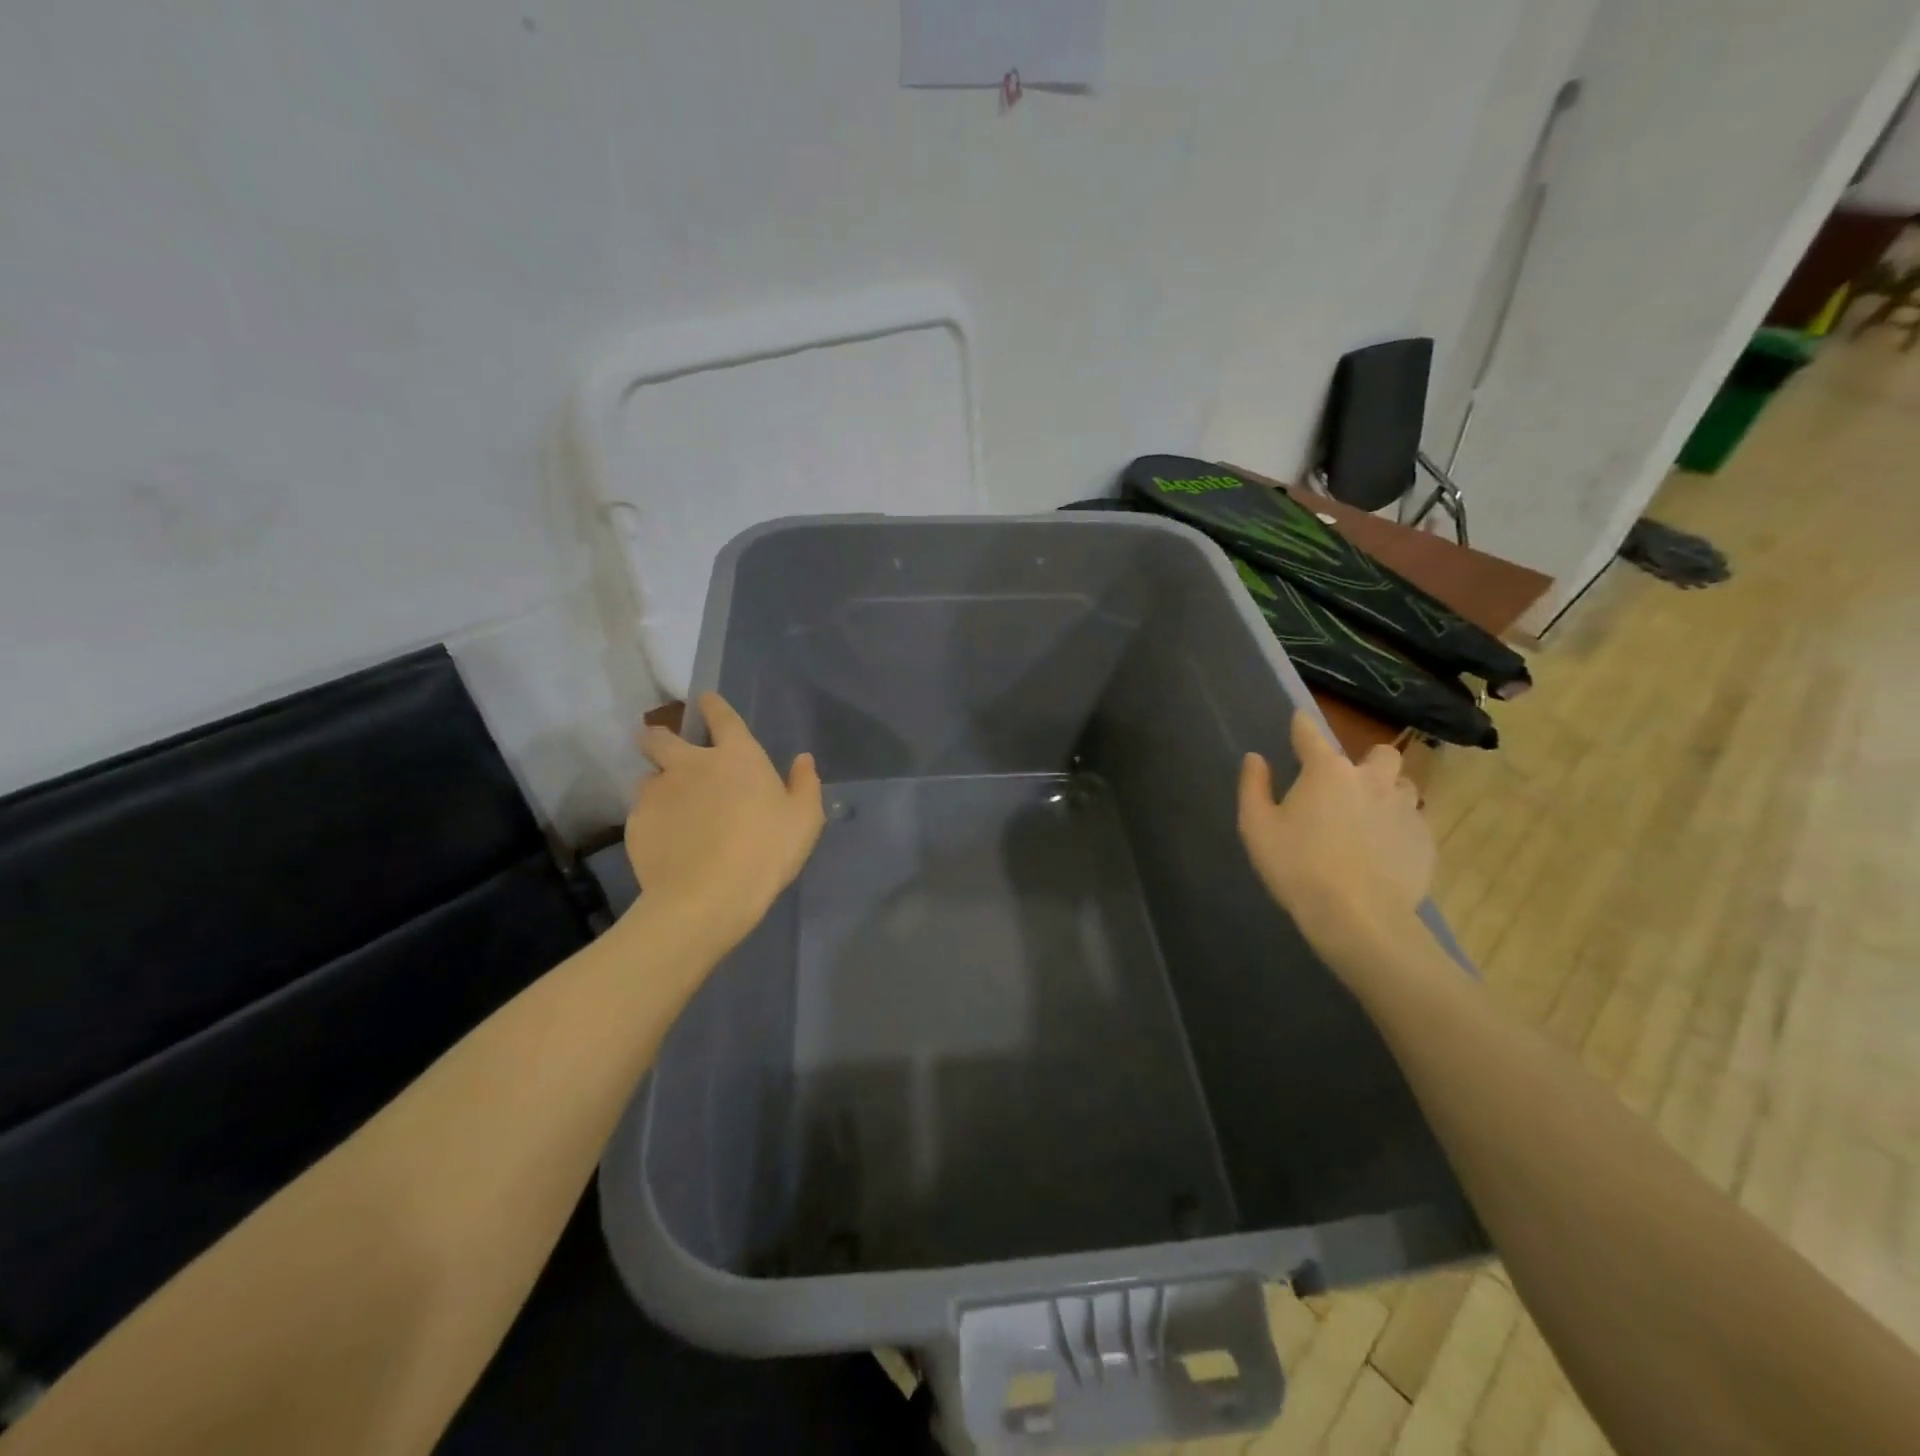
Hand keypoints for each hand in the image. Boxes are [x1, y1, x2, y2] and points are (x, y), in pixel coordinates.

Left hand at [626, 693, 824, 950]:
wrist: (707, 897)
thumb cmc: (766, 851)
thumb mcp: (805, 820)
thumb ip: (805, 784)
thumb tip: (803, 759)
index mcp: (736, 757)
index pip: (721, 717)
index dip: (713, 706)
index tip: (705, 700)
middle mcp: (690, 764)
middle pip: (661, 737)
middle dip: (660, 736)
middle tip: (663, 747)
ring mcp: (658, 792)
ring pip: (648, 777)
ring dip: (659, 785)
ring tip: (670, 808)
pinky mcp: (636, 823)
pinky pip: (642, 813)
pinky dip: (653, 820)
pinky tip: (666, 842)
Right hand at [1238, 712, 1435, 975]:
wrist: (1359, 917)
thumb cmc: (1297, 867)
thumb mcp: (1257, 827)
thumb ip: (1253, 787)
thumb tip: (1256, 759)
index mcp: (1327, 772)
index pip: (1310, 734)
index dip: (1301, 726)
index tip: (1297, 722)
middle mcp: (1372, 780)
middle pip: (1380, 753)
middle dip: (1366, 761)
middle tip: (1347, 786)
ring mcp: (1405, 809)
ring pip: (1404, 786)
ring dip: (1388, 794)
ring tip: (1369, 819)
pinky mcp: (1425, 841)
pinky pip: (1415, 823)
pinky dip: (1399, 829)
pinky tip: (1383, 852)